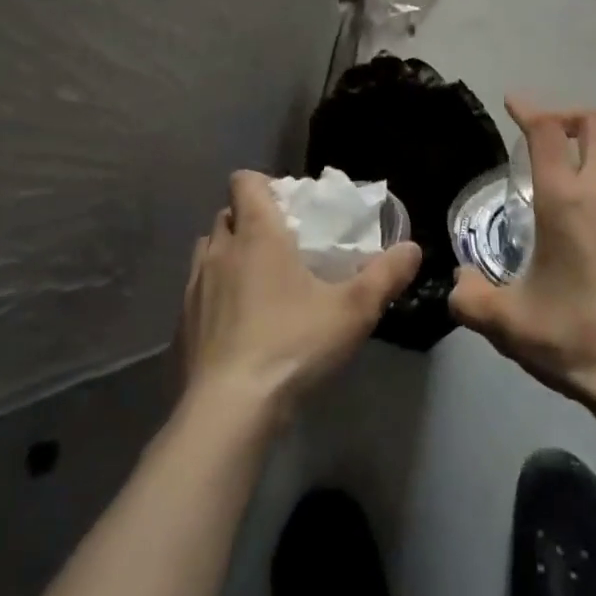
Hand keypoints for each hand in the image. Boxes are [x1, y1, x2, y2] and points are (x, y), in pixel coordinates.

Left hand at [180, 172, 421, 420]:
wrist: (228, 413)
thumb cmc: (292, 344)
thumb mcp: (353, 310)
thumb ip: (386, 276)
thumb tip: (413, 249)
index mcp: (257, 233)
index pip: (245, 182)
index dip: (264, 185)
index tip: (290, 206)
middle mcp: (220, 251)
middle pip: (228, 215)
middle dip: (251, 220)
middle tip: (283, 244)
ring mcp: (194, 289)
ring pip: (209, 251)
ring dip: (229, 255)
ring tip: (259, 282)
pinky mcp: (181, 326)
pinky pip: (197, 293)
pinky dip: (215, 296)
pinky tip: (239, 327)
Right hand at [449, 97, 595, 413]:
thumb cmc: (577, 336)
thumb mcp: (510, 323)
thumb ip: (472, 299)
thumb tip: (458, 284)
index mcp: (566, 199)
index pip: (548, 130)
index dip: (529, 108)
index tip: (512, 104)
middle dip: (568, 116)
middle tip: (546, 137)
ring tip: (577, 167)